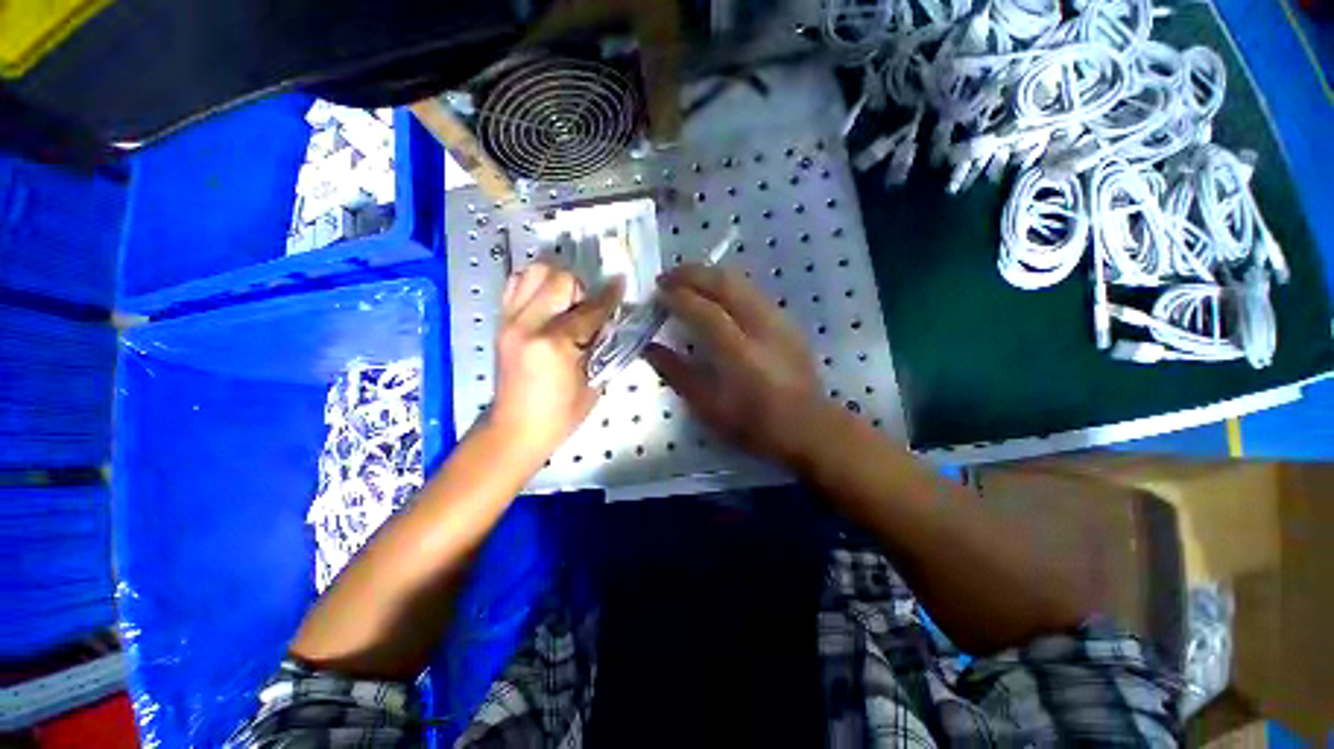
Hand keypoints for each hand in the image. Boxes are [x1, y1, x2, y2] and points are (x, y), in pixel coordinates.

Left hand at [491, 262, 623, 459]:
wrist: (515, 430)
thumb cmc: (560, 414)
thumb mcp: (593, 382)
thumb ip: (601, 345)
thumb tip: (608, 319)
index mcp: (553, 343)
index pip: (589, 309)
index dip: (610, 296)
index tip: (621, 283)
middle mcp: (527, 324)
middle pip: (557, 277)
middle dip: (580, 287)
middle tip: (587, 307)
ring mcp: (509, 321)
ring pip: (531, 273)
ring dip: (554, 280)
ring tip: (566, 302)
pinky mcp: (500, 323)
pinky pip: (515, 286)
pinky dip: (534, 286)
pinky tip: (547, 304)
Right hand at [645, 264, 822, 465]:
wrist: (807, 426)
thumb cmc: (753, 424)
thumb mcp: (707, 406)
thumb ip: (676, 372)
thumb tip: (648, 348)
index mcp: (739, 352)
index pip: (703, 310)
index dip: (677, 297)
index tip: (657, 293)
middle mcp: (760, 326)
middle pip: (724, 283)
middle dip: (692, 274)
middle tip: (667, 278)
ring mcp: (778, 319)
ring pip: (741, 281)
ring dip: (710, 275)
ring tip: (688, 281)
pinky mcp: (787, 321)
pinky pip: (752, 291)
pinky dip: (728, 286)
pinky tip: (717, 297)